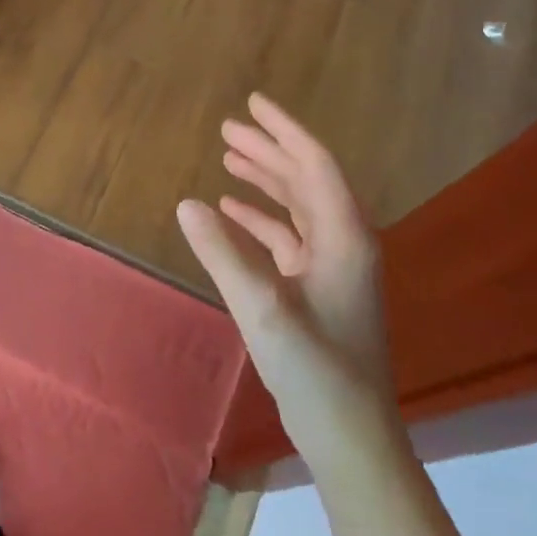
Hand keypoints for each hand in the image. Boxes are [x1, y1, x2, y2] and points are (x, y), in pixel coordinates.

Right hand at [177, 94, 393, 435]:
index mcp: (344, 238)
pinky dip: (261, 219)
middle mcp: (344, 243)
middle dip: (269, 150)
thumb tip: (187, 203)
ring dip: (265, 181)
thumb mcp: (262, 308)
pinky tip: (232, 213)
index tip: (253, 102)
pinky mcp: (317, 290)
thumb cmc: (314, 368)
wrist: (349, 432)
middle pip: (306, 180)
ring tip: (228, 158)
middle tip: (228, 128)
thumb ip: (223, 253)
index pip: (314, 165)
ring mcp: (332, 268)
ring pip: (297, 207)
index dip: (284, 131)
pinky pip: (287, 238)